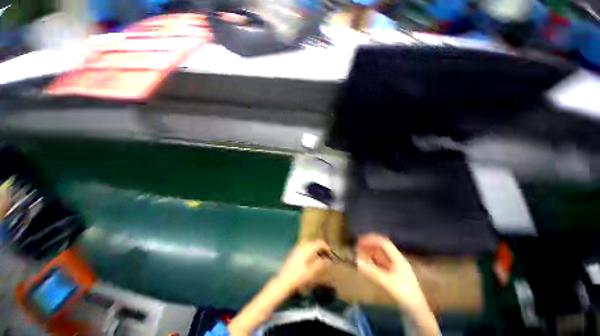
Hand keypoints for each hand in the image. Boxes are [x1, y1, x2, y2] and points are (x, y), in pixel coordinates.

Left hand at [275, 240, 329, 292]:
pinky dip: (309, 250)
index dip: (326, 246)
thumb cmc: (299, 277)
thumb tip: (328, 260)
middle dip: (320, 247)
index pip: (319, 242)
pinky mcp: (294, 252)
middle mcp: (302, 246)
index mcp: (307, 249)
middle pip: (314, 242)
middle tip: (325, 255)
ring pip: (308, 244)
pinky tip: (310, 259)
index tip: (331, 253)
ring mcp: (297, 248)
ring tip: (319, 257)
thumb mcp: (312, 272)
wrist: (284, 281)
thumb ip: (321, 264)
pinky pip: (304, 247)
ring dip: (315, 248)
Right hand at [356, 234, 427, 311]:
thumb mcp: (387, 282)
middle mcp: (396, 259)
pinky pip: (380, 262)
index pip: (383, 243)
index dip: (371, 240)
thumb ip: (371, 271)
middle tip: (357, 247)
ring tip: (359, 254)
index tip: (359, 241)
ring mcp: (395, 266)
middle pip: (381, 247)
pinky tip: (366, 264)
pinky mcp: (393, 273)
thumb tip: (357, 261)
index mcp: (398, 258)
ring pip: (380, 254)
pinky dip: (372, 261)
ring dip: (369, 253)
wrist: (416, 310)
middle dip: (369, 245)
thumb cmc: (404, 294)